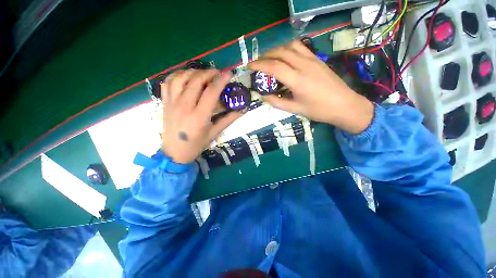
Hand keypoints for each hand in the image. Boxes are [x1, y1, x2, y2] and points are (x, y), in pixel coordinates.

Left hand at [161, 69, 240, 163]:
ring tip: (203, 74)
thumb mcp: (214, 133)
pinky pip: (168, 82)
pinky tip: (186, 76)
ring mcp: (172, 103)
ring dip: (194, 72)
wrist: (175, 152)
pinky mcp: (165, 102)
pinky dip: (178, 75)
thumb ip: (228, 119)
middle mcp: (184, 106)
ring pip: (181, 78)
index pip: (211, 92)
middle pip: (196, 81)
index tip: (229, 74)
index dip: (221, 80)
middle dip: (209, 73)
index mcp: (199, 116)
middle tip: (218, 73)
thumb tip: (242, 110)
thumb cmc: (196, 144)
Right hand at [248, 40, 373, 133]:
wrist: (344, 105)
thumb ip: (277, 102)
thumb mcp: (295, 109)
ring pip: (290, 46)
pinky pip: (300, 47)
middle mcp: (304, 65)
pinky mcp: (317, 59)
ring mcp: (312, 60)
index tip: (249, 66)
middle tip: (257, 64)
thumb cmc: (318, 110)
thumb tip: (263, 96)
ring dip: (277, 50)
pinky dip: (288, 48)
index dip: (259, 65)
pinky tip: (285, 56)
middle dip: (265, 56)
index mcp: (297, 80)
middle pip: (280, 52)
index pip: (273, 67)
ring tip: (270, 58)